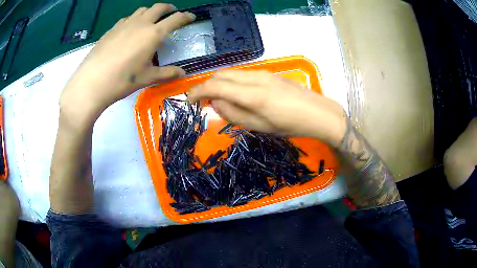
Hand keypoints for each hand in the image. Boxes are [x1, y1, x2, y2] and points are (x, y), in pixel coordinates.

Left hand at [60, 4, 195, 122]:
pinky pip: (128, 18)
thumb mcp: (147, 78)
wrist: (92, 82)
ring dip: (151, 12)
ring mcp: (125, 24)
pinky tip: (131, 29)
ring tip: (152, 20)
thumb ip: (167, 73)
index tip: (191, 17)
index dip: (186, 17)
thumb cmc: (122, 80)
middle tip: (172, 14)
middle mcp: (141, 23)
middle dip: (168, 8)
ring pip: (142, 10)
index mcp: (153, 34)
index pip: (175, 19)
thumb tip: (183, 73)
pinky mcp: (112, 28)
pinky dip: (135, 19)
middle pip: (158, 7)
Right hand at [188, 70, 346, 145]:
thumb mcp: (259, 127)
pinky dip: (231, 82)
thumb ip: (233, 114)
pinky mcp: (268, 73)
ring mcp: (262, 73)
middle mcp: (254, 77)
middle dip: (206, 86)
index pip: (214, 86)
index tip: (189, 101)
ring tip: (219, 100)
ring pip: (230, 73)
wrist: (317, 113)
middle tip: (203, 102)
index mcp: (251, 94)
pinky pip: (241, 74)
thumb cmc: (290, 125)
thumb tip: (215, 103)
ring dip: (219, 84)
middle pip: (220, 75)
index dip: (197, 92)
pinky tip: (236, 94)